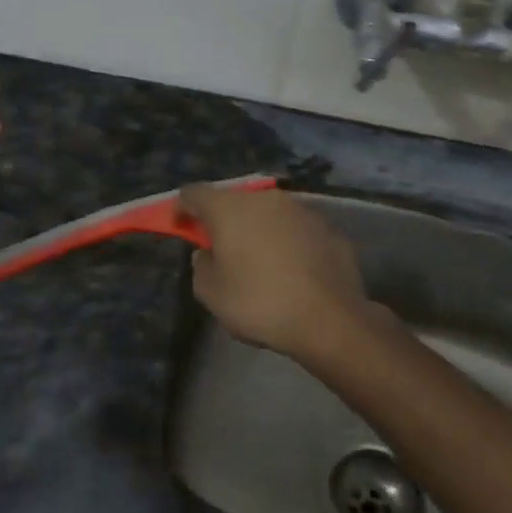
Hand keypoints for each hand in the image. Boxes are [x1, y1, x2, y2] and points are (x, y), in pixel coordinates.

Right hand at [179, 185, 375, 359]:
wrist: (330, 318)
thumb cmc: (261, 303)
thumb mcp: (212, 294)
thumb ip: (201, 267)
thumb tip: (208, 254)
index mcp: (229, 208)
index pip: (194, 193)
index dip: (182, 208)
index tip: (181, 227)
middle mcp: (264, 198)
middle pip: (233, 200)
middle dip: (222, 219)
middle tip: (220, 247)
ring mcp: (299, 209)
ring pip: (267, 212)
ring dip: (257, 228)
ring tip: (258, 260)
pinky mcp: (326, 226)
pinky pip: (295, 228)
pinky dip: (286, 240)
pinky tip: (291, 268)